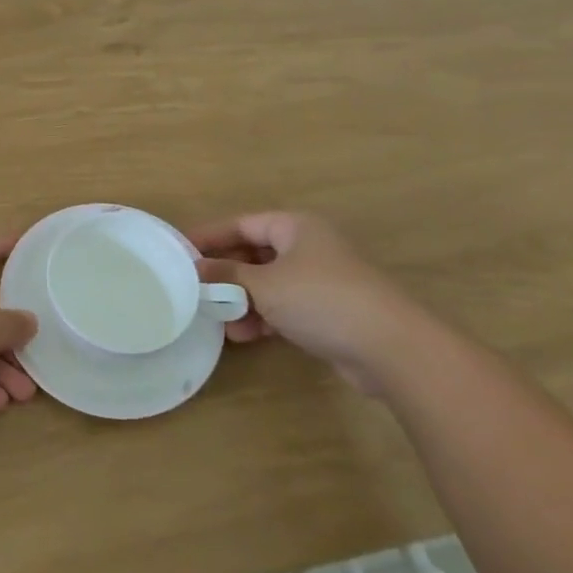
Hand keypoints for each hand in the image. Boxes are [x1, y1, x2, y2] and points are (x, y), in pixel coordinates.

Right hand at [191, 211, 435, 396]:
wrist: (392, 348)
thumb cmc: (321, 300)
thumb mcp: (264, 284)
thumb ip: (227, 274)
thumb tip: (196, 269)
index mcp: (295, 227)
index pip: (242, 224)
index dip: (210, 236)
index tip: (180, 251)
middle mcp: (308, 246)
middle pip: (254, 253)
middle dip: (225, 273)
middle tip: (195, 288)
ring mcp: (321, 279)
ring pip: (268, 283)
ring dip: (242, 300)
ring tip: (220, 320)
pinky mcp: (329, 311)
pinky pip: (285, 306)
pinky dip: (263, 316)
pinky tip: (245, 335)